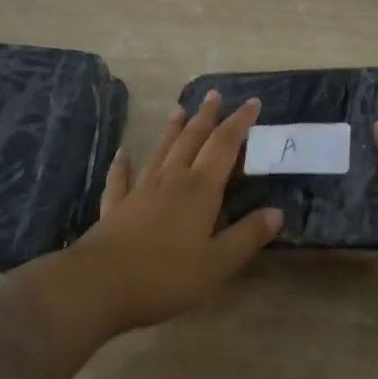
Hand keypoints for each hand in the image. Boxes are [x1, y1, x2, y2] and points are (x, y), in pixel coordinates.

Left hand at [71, 91, 284, 331]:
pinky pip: (121, 178)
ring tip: (178, 110)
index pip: (224, 146)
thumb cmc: (166, 276)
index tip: (252, 102)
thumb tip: (277, 212)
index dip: (240, 123)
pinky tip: (122, 154)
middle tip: (214, 95)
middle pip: (192, 140)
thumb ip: (247, 236)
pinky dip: (123, 164)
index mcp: (200, 190)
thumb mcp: (217, 264)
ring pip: (160, 151)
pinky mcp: (116, 207)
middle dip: (206, 117)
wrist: (100, 284)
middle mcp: (171, 180)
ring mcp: (140, 191)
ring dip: (172, 130)